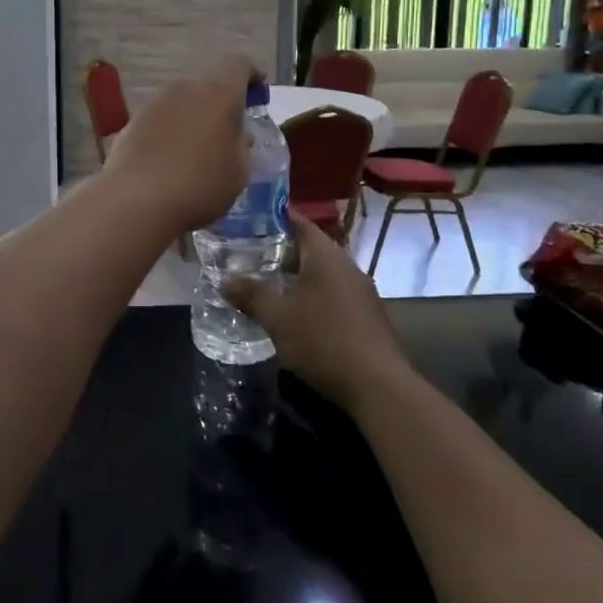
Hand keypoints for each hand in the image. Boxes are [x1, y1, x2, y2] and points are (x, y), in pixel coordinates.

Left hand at [102, 56, 258, 232]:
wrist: (136, 202)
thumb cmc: (200, 187)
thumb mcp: (238, 172)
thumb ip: (242, 145)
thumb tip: (238, 134)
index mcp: (219, 93)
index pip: (238, 64)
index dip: (251, 75)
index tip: (258, 95)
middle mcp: (184, 88)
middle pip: (207, 86)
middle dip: (219, 105)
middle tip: (226, 134)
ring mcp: (154, 102)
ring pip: (181, 102)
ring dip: (191, 119)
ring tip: (194, 153)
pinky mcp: (131, 122)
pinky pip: (159, 120)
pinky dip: (168, 133)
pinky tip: (167, 162)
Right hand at [223, 211, 406, 411]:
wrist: (378, 385)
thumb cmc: (323, 340)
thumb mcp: (276, 317)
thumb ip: (250, 295)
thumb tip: (225, 280)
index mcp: (326, 255)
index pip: (298, 221)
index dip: (273, 217)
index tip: (248, 217)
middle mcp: (346, 265)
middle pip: (309, 247)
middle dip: (279, 250)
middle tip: (247, 254)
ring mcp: (360, 291)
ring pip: (321, 273)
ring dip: (295, 276)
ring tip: (265, 283)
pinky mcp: (365, 315)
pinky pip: (331, 293)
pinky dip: (310, 295)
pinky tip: (293, 313)